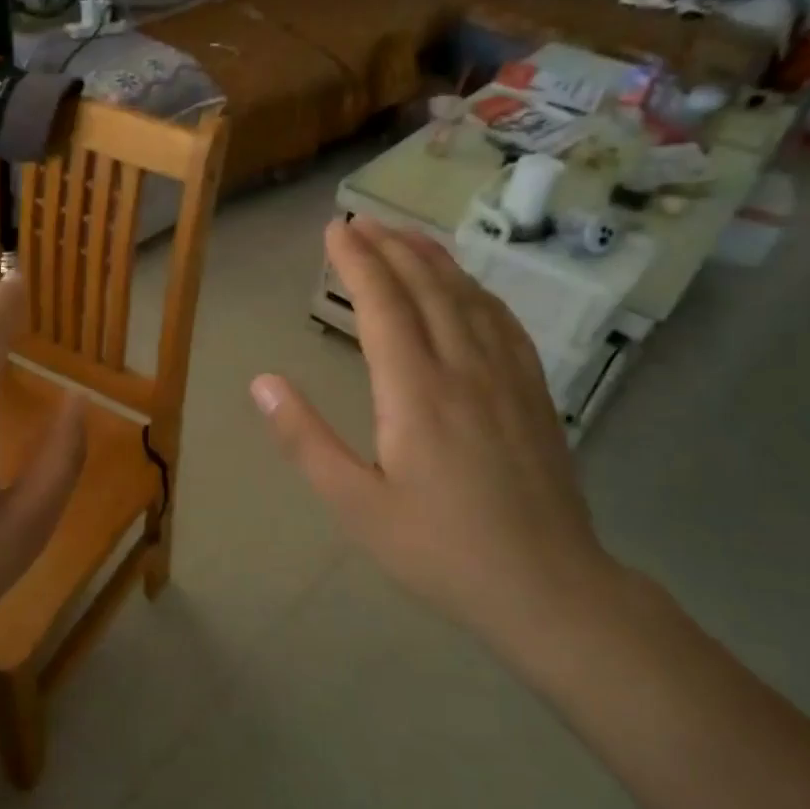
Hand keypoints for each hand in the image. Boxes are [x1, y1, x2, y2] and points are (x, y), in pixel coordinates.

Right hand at [253, 219, 616, 638]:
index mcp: (416, 391)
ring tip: (407, 234)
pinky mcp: (534, 392)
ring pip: (469, 297)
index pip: (383, 304)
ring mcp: (507, 376)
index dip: (358, 261)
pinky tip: (468, 287)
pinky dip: (477, 290)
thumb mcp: (356, 504)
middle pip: (427, 287)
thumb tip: (261, 382)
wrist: (548, 587)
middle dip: (391, 246)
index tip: (335, 229)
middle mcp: (464, 368)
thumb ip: (305, 439)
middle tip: (362, 220)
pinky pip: (504, 322)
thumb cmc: (439, 550)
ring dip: (434, 258)